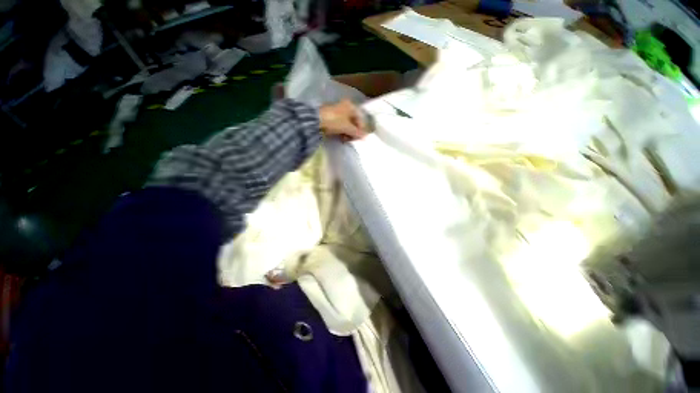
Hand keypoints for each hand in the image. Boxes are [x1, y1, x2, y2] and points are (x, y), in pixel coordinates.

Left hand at [319, 99, 367, 140]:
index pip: (360, 119)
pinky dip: (341, 132)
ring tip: (346, 140)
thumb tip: (365, 137)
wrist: (316, 120)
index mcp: (350, 106)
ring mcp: (337, 112)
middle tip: (352, 140)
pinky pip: (340, 126)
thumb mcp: (347, 127)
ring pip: (346, 124)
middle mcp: (345, 107)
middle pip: (353, 122)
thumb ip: (357, 132)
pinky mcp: (331, 118)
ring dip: (347, 133)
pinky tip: (341, 138)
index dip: (361, 129)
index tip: (360, 138)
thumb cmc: (334, 121)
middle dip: (353, 132)